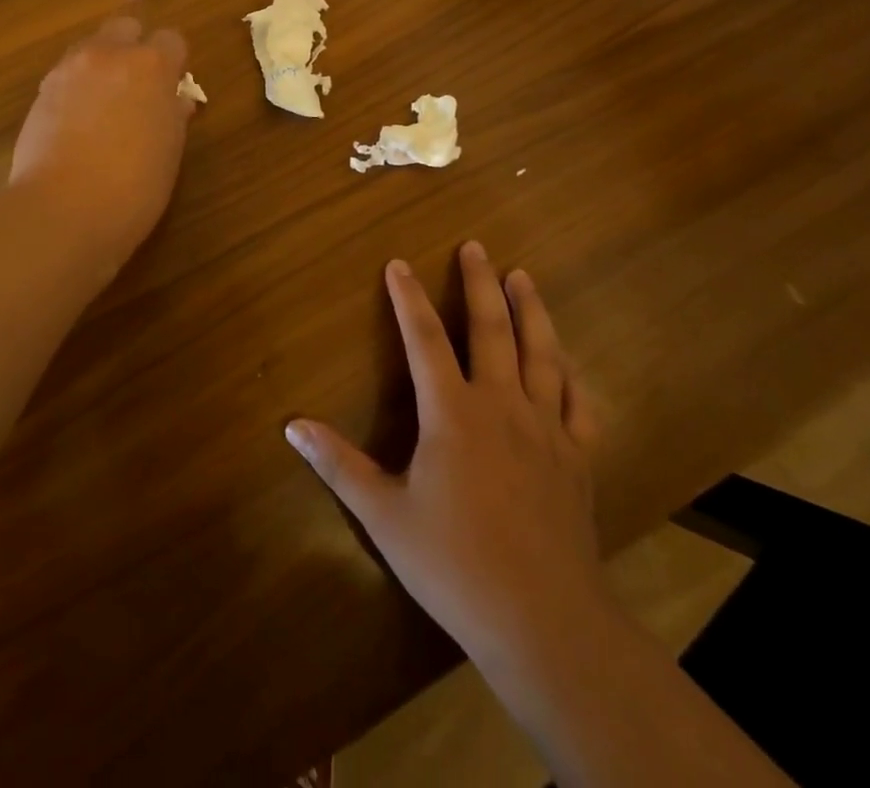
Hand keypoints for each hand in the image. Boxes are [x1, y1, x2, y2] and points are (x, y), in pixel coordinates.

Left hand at [8, 15, 192, 260]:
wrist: (63, 209)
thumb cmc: (134, 185)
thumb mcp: (169, 151)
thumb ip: (173, 115)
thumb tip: (175, 101)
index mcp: (151, 66)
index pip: (171, 39)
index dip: (174, 62)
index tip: (173, 88)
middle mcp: (108, 55)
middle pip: (125, 28)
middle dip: (134, 48)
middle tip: (138, 87)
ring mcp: (69, 69)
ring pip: (91, 47)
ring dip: (103, 65)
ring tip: (105, 106)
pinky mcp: (41, 91)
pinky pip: (66, 74)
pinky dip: (77, 87)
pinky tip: (78, 122)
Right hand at [285, 243, 603, 683]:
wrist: (545, 622)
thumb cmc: (455, 563)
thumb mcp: (384, 515)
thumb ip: (338, 465)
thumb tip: (292, 425)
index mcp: (453, 413)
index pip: (424, 339)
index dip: (408, 298)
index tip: (399, 263)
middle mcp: (501, 406)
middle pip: (491, 329)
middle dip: (479, 283)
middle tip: (475, 247)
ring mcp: (546, 430)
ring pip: (541, 354)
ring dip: (531, 311)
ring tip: (523, 277)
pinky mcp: (578, 459)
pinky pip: (577, 403)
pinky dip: (570, 374)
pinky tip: (566, 361)